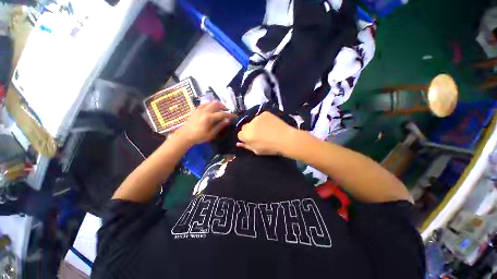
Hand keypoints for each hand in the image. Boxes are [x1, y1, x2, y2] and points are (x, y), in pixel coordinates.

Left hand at [175, 101, 235, 145]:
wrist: (184, 136)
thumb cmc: (198, 136)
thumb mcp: (211, 134)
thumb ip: (219, 126)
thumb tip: (227, 120)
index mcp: (209, 118)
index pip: (222, 114)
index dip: (230, 114)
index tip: (235, 116)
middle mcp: (204, 111)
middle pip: (216, 104)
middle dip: (224, 106)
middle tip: (227, 111)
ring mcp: (199, 109)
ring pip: (210, 102)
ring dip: (217, 104)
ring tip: (220, 109)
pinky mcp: (195, 110)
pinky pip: (204, 104)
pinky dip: (209, 104)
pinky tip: (210, 109)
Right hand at [237, 112, 294, 155]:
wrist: (286, 139)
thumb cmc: (271, 148)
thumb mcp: (257, 151)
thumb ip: (246, 146)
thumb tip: (238, 143)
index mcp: (246, 135)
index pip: (240, 134)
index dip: (246, 137)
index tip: (252, 140)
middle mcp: (249, 125)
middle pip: (245, 127)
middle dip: (249, 130)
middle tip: (259, 134)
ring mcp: (257, 117)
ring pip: (253, 121)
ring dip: (256, 125)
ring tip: (266, 129)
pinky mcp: (264, 113)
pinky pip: (261, 117)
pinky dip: (263, 120)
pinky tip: (270, 124)